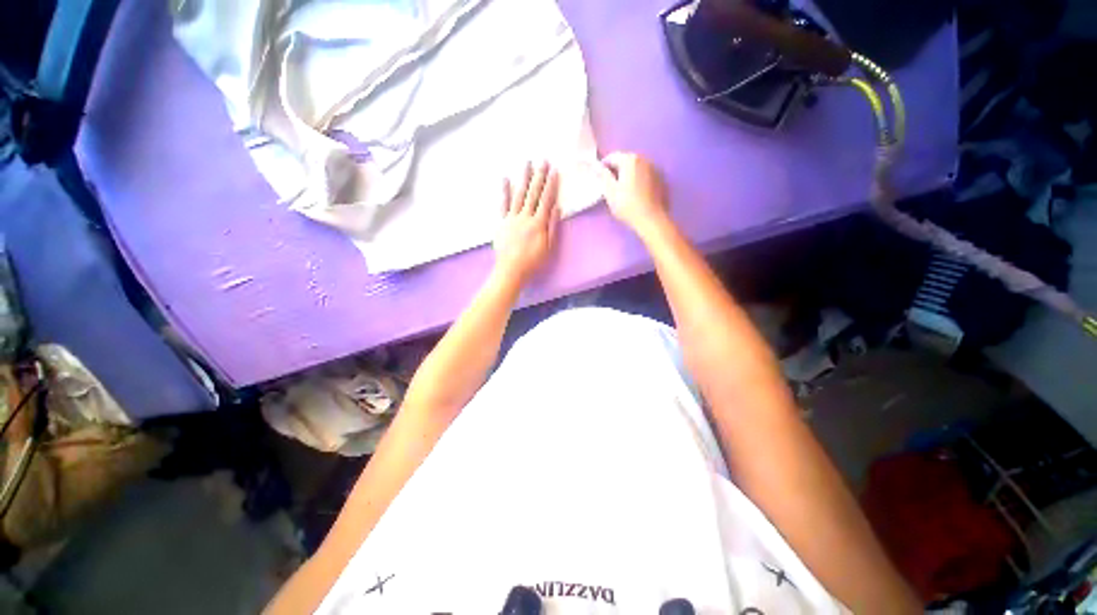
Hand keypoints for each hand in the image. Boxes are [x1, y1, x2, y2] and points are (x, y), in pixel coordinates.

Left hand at [493, 161, 560, 284]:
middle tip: (543, 160)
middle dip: (539, 176)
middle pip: (533, 194)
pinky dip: (504, 191)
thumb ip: (552, 227)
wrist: (510, 271)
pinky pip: (503, 204)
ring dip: (523, 178)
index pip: (546, 200)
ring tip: (527, 163)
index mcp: (538, 224)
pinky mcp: (501, 222)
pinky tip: (506, 178)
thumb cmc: (533, 262)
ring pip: (519, 194)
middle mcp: (525, 217)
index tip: (554, 170)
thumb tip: (557, 208)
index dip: (551, 185)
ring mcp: (512, 218)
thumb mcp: (548, 248)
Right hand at [597, 152, 670, 233]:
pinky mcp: (661, 179)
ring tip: (623, 190)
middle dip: (617, 170)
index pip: (612, 157)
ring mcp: (655, 168)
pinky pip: (645, 175)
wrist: (651, 219)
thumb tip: (596, 166)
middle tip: (610, 186)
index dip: (603, 167)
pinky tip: (636, 193)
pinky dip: (639, 180)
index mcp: (629, 160)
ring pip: (636, 168)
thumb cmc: (627, 206)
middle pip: (626, 161)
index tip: (599, 179)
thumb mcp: (610, 192)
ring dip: (628, 175)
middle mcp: (644, 159)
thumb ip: (603, 176)